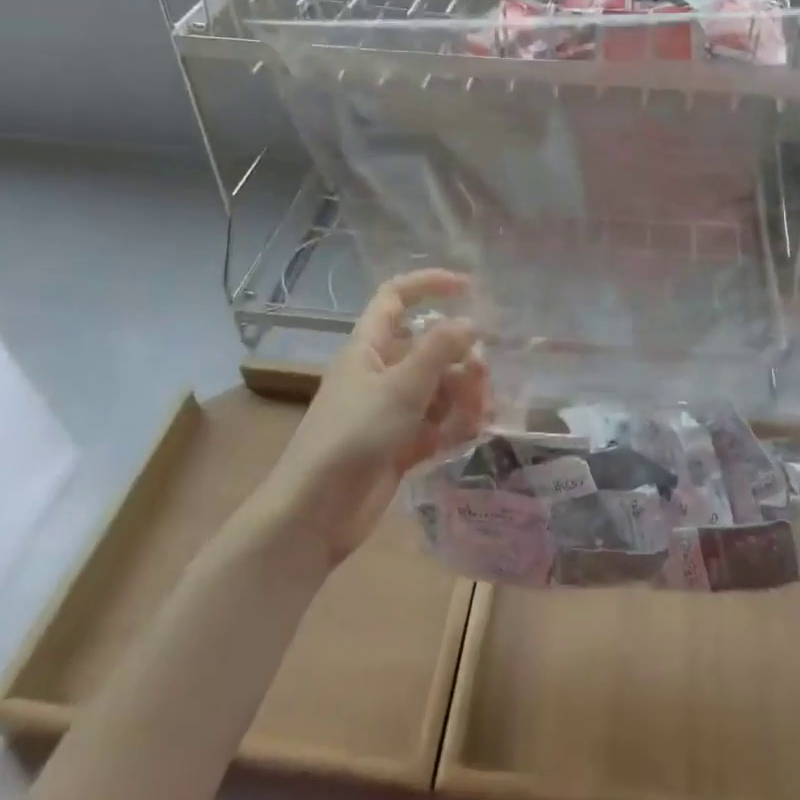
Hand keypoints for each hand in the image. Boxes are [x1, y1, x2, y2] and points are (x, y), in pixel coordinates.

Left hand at [248, 270, 488, 566]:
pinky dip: (456, 425)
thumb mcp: (400, 388)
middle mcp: (379, 373)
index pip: (396, 298)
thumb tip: (469, 321)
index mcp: (368, 348)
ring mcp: (390, 411)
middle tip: (483, 376)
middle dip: (460, 357)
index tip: (469, 287)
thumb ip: (438, 350)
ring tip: (482, 413)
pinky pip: (436, 424)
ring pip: (437, 388)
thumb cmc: (353, 437)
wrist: (315, 514)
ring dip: (464, 395)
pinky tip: (475, 432)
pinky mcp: (399, 445)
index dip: (429, 285)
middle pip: (428, 349)